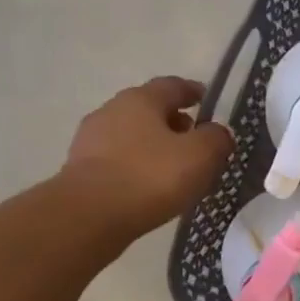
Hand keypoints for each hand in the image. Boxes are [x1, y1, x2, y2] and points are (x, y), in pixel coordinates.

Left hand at [61, 77, 233, 238]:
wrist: (90, 215)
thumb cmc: (151, 176)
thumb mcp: (201, 155)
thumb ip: (216, 139)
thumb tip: (218, 133)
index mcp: (141, 99)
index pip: (172, 86)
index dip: (193, 92)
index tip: (207, 101)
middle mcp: (112, 111)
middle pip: (150, 110)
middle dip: (174, 122)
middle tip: (196, 141)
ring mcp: (91, 140)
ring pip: (133, 136)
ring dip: (155, 146)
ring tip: (177, 169)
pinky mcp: (81, 169)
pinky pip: (120, 160)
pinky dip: (138, 166)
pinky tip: (152, 186)